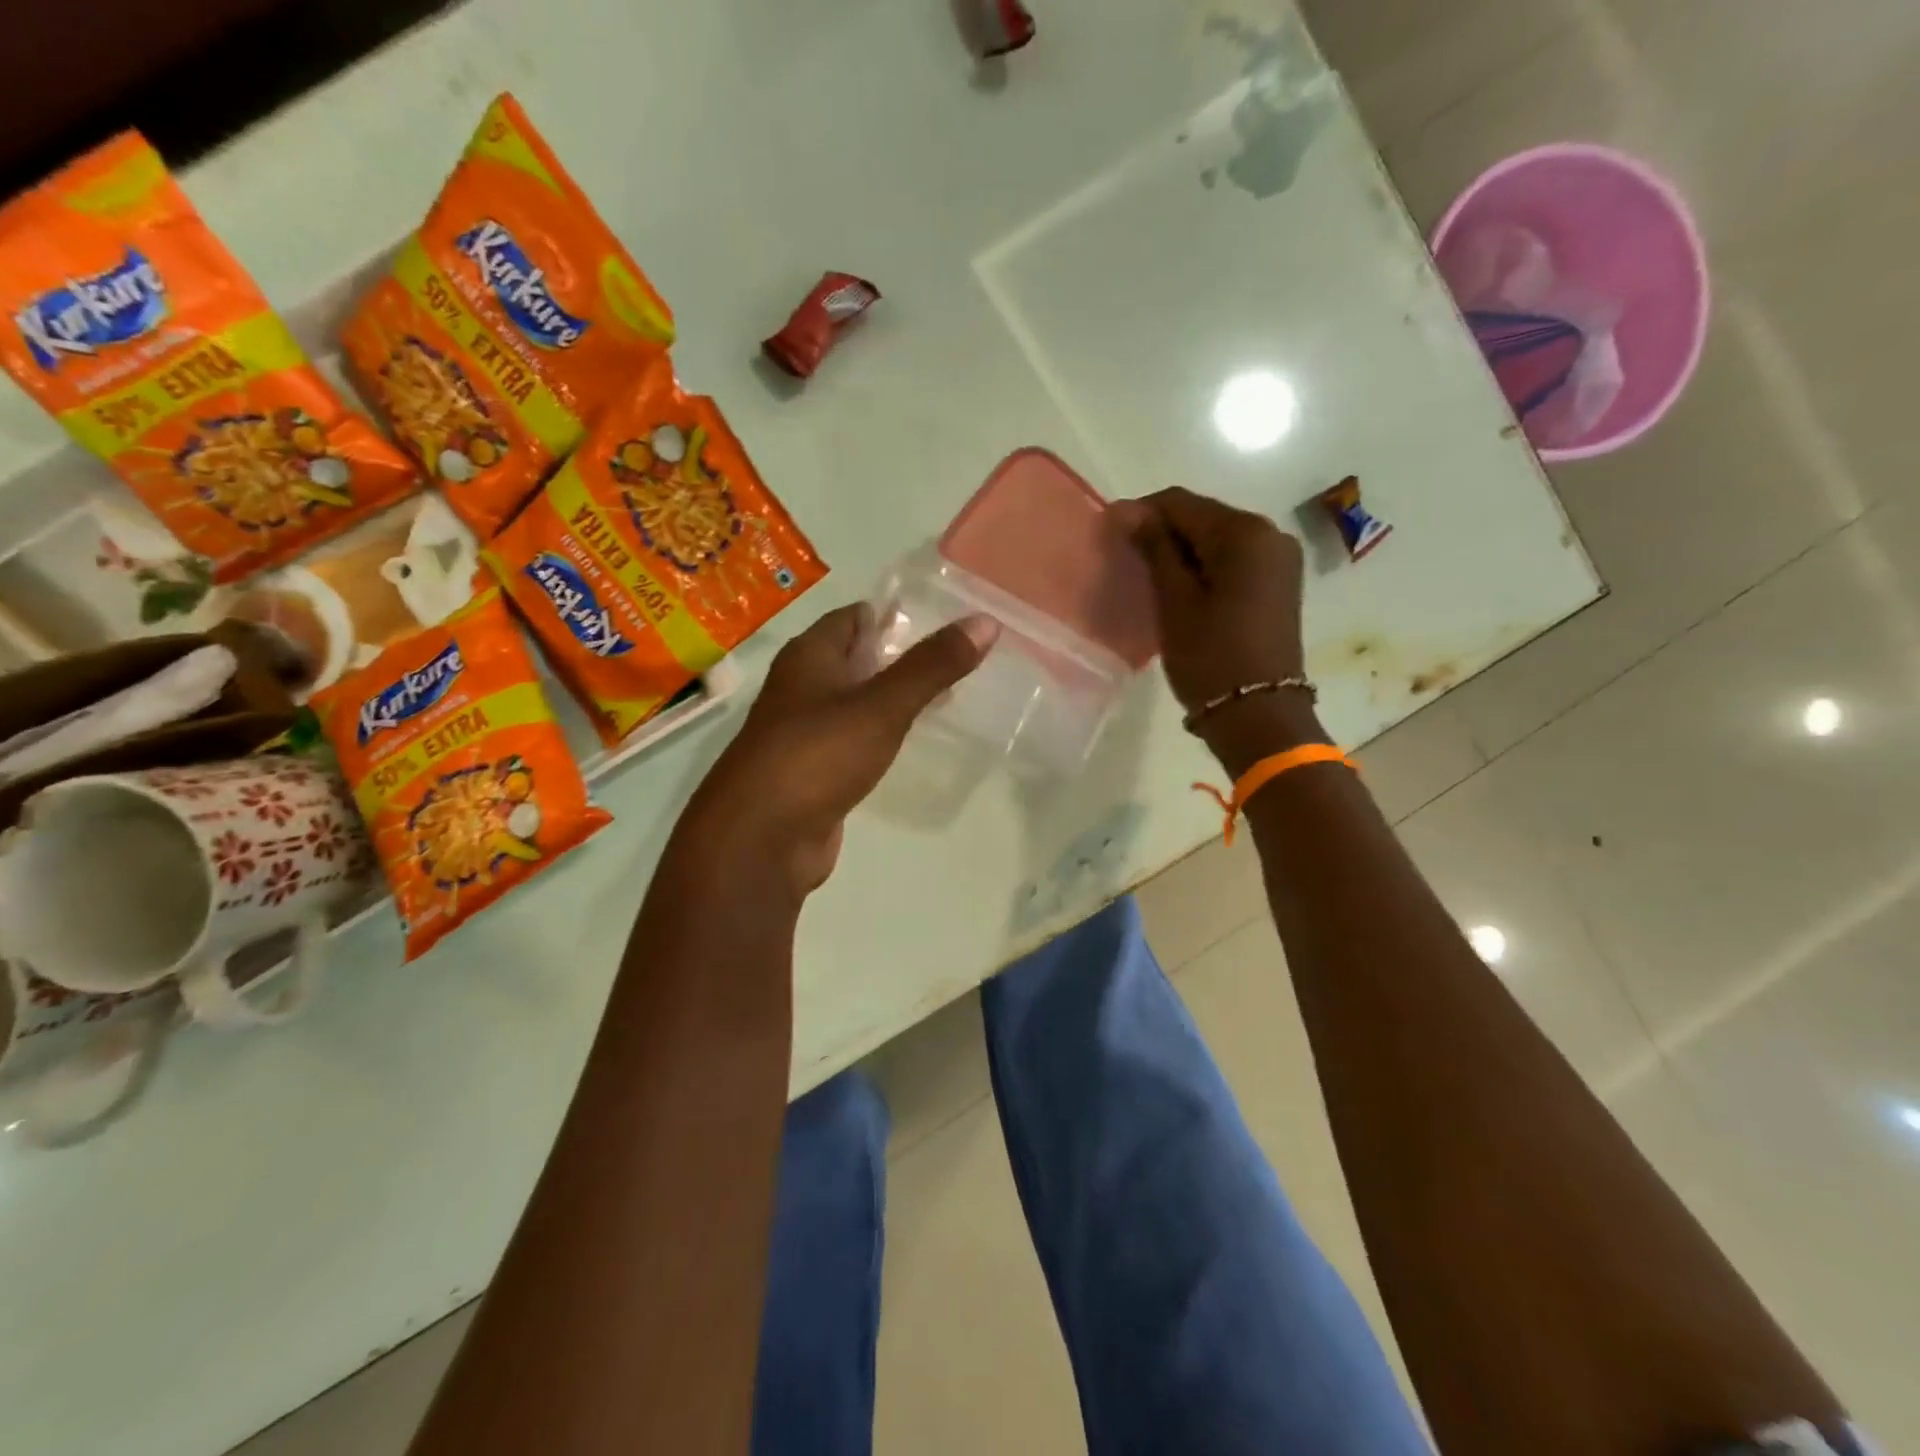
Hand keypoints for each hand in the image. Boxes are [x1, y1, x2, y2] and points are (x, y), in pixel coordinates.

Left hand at [677, 603, 998, 896]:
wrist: (759, 840)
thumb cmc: (817, 756)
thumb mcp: (882, 706)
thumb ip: (932, 666)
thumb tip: (985, 621)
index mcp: (809, 657)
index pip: (853, 618)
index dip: (894, 616)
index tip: (943, 622)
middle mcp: (801, 687)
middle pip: (854, 659)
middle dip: (898, 659)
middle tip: (953, 662)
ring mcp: (803, 733)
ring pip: (854, 702)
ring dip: (890, 698)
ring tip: (942, 700)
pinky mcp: (811, 773)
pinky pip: (851, 741)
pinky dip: (879, 735)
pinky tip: (905, 744)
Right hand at [1114, 487, 1318, 773]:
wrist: (1259, 716)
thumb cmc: (1210, 657)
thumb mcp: (1174, 601)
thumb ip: (1154, 548)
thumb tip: (1127, 511)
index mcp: (1245, 533)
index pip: (1182, 503)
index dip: (1142, 512)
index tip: (1109, 532)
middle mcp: (1270, 535)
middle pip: (1204, 518)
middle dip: (1163, 532)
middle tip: (1126, 558)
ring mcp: (1279, 561)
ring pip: (1218, 540)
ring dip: (1182, 551)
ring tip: (1149, 576)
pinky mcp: (1279, 585)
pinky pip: (1234, 561)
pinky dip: (1204, 567)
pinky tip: (1181, 589)